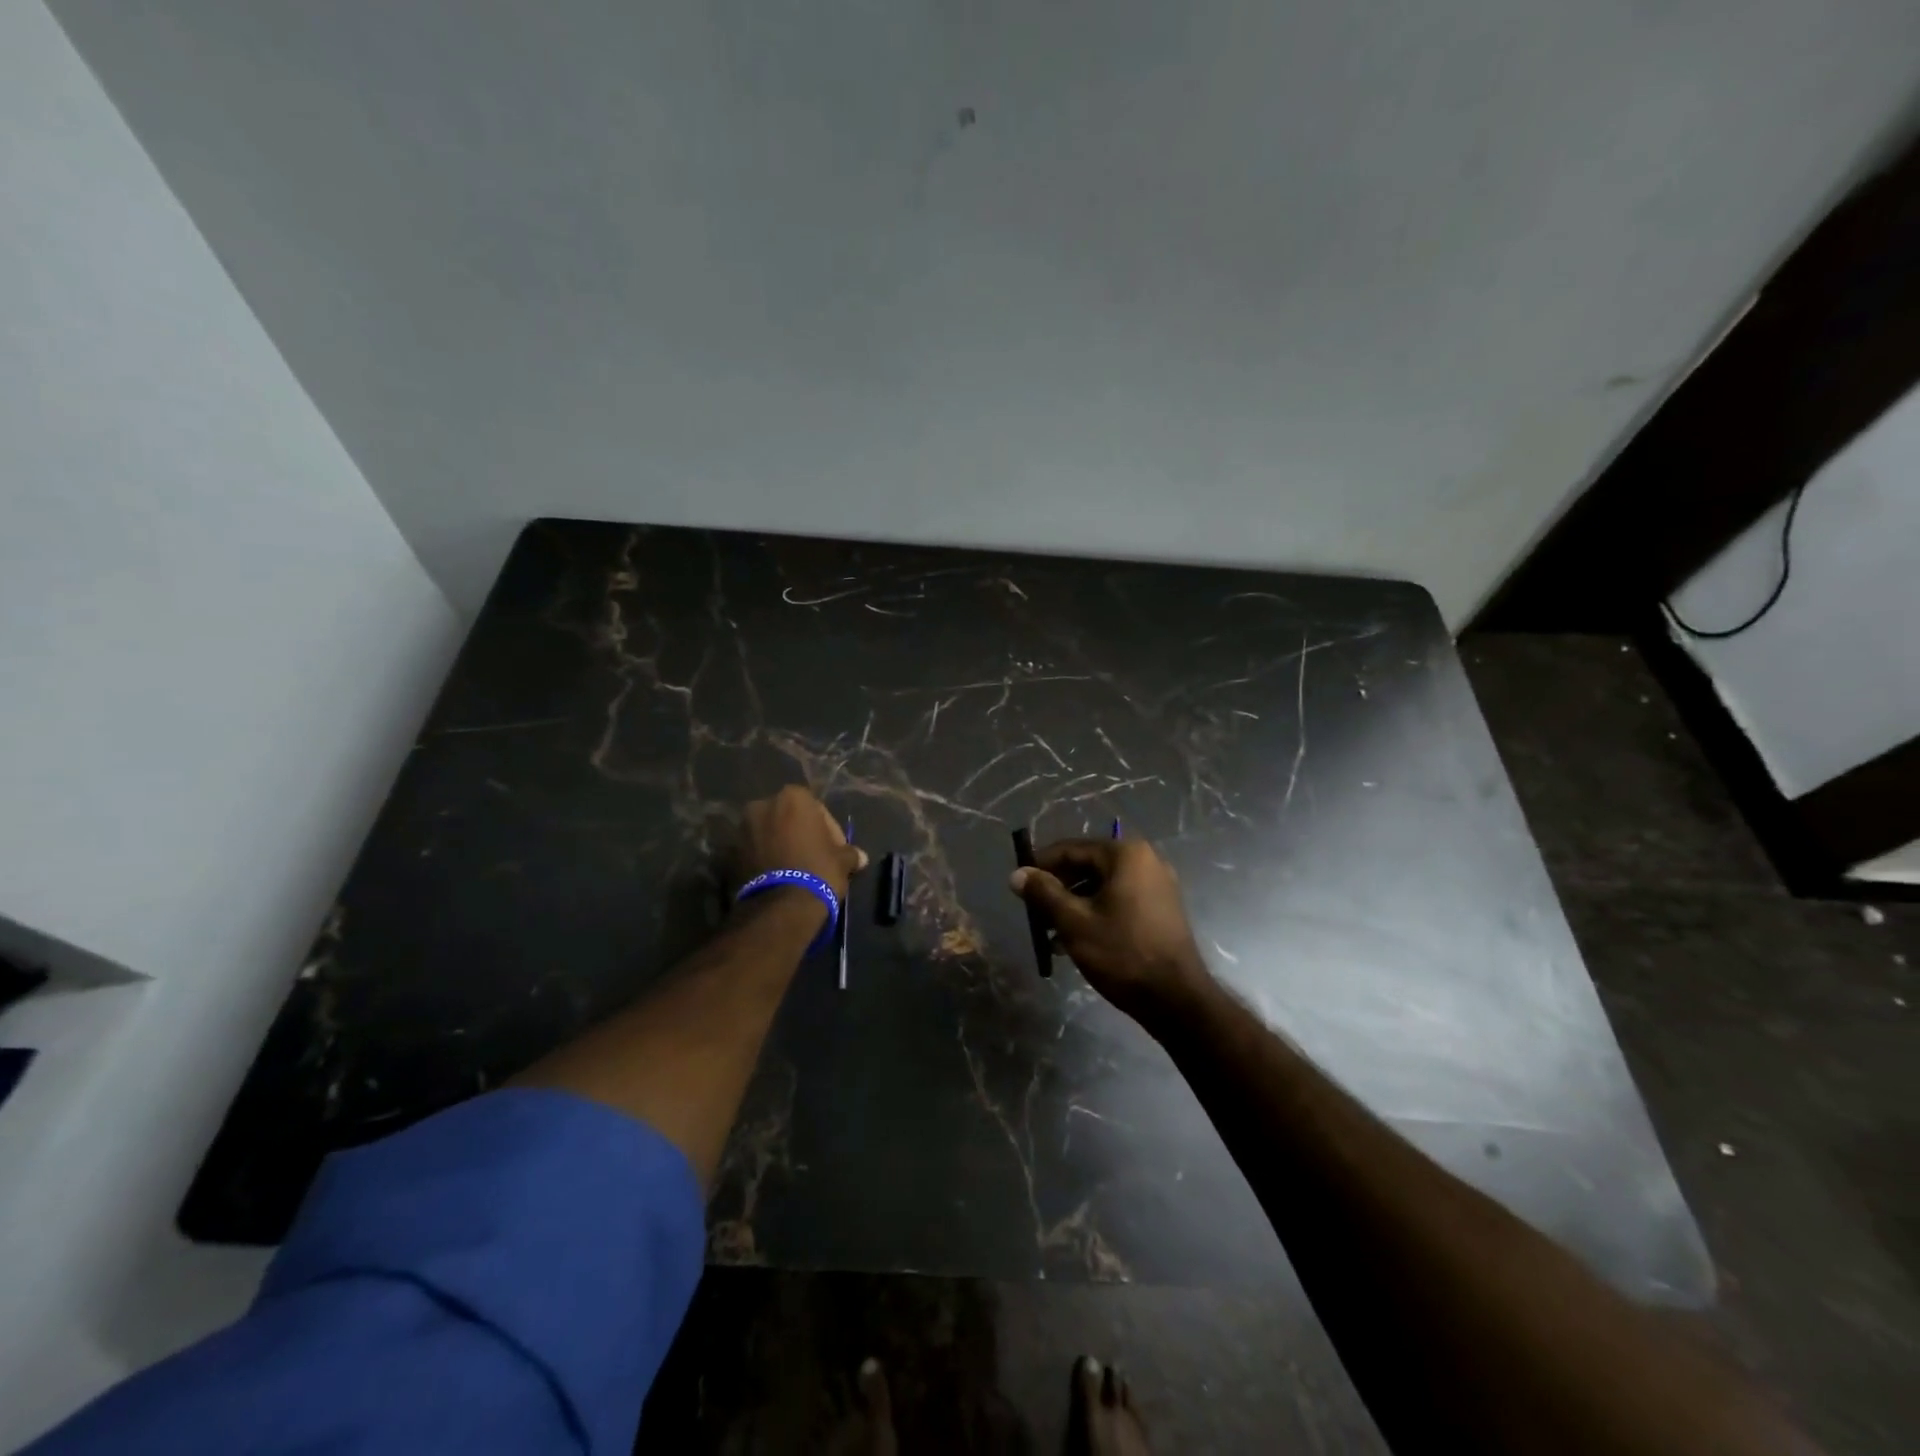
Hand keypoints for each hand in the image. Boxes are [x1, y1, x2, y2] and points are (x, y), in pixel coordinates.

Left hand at [736, 786, 867, 903]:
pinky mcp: (729, 853)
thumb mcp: (842, 862)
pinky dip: (765, 859)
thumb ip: (850, 854)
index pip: (818, 810)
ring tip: (795, 869)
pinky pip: (754, 851)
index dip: (829, 831)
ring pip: (769, 834)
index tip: (836, 851)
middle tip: (815, 857)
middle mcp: (763, 805)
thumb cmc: (817, 871)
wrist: (779, 907)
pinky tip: (778, 877)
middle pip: (789, 818)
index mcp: (792, 797)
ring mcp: (742, 829)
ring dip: (781, 846)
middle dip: (801, 834)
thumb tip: (860, 857)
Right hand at [1009, 837, 1209, 1024]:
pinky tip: (1075, 941)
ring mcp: (1157, 885)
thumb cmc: (1122, 953)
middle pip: (1087, 865)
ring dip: (1074, 904)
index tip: (1019, 885)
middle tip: (1033, 912)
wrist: (1176, 999)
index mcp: (1125, 854)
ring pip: (1102, 885)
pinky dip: (1095, 913)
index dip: (1041, 865)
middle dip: (1057, 888)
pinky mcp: (1161, 909)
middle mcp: (1145, 860)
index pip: (1070, 849)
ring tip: (1049, 932)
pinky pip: (1119, 900)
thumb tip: (1017, 874)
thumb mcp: (1074, 922)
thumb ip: (1043, 893)